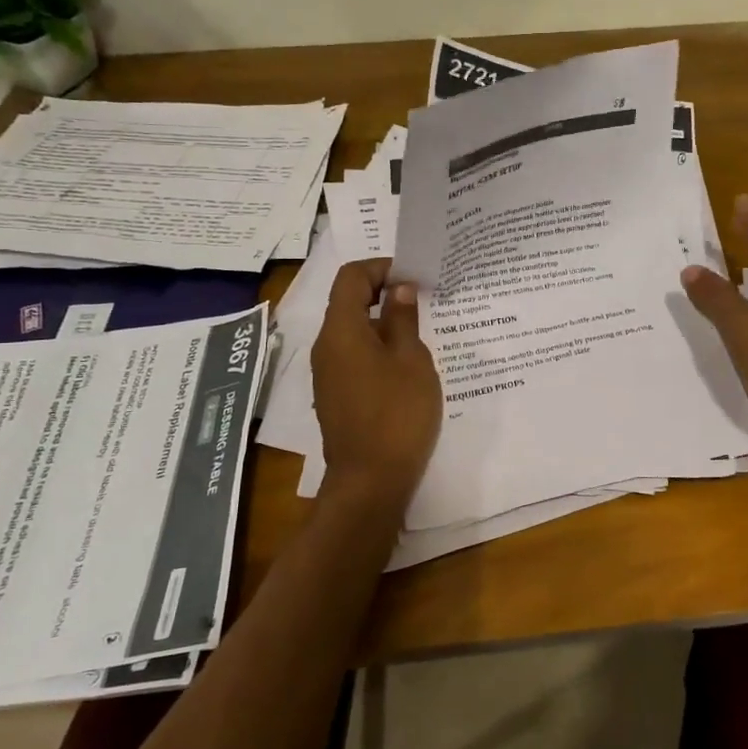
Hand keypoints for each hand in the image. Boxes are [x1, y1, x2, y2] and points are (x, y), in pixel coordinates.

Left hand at [311, 259, 441, 515]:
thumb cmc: (397, 414)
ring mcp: (327, 372)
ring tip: (419, 329)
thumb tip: (399, 289)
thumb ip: (403, 319)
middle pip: (347, 301)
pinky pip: (352, 354)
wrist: (370, 481)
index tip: (413, 275)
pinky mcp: (335, 394)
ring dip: (381, 320)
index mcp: (341, 330)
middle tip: (422, 298)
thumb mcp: (411, 360)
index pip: (351, 276)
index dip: (380, 267)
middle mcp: (325, 345)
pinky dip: (375, 346)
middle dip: (383, 292)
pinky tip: (405, 362)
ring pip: (351, 329)